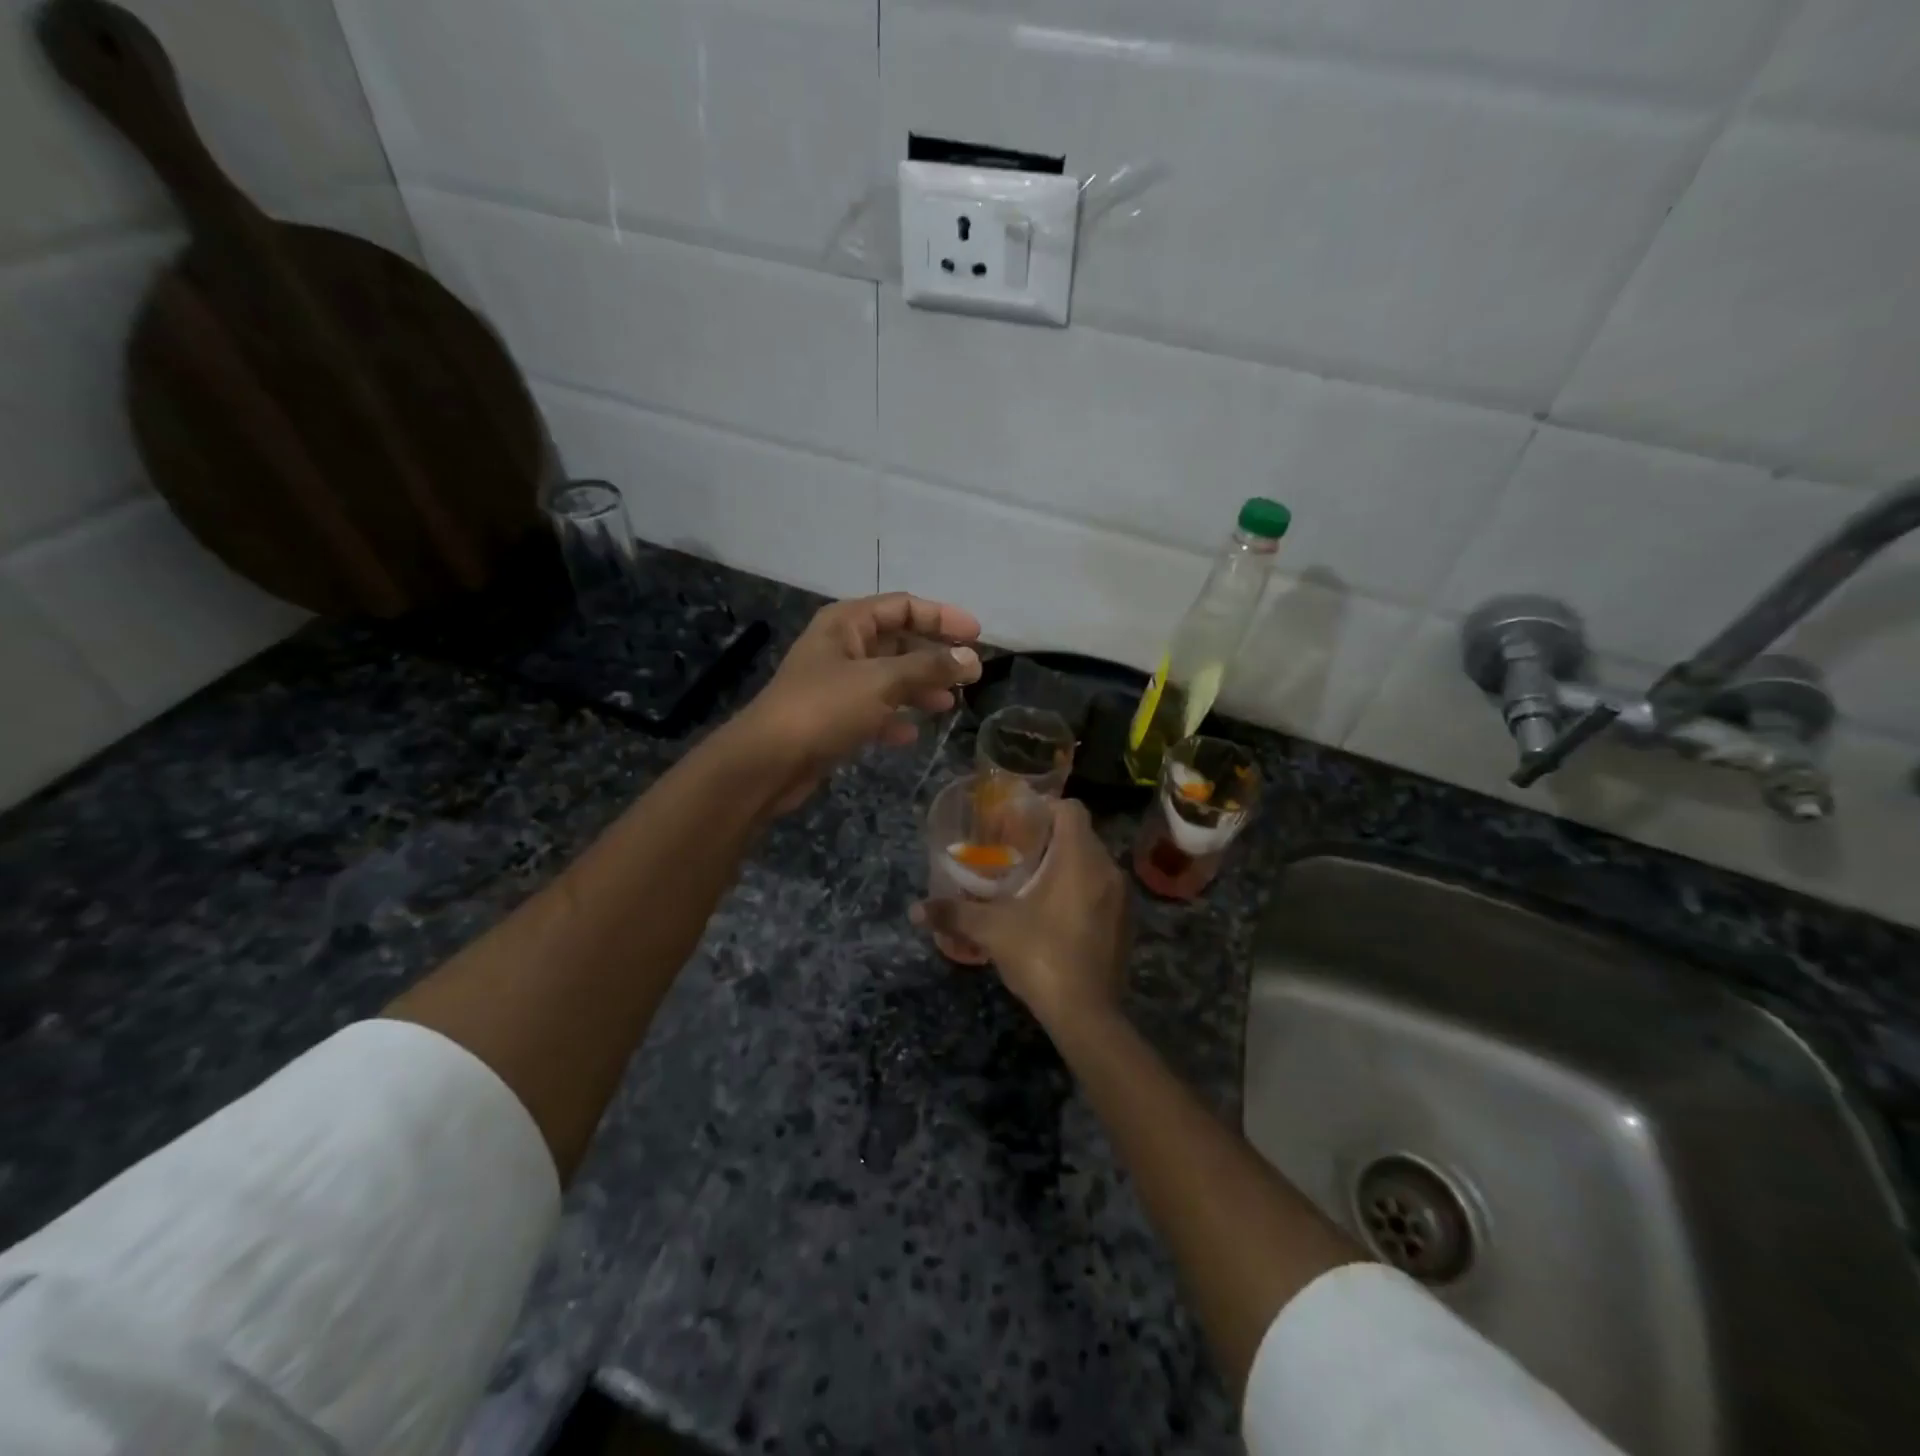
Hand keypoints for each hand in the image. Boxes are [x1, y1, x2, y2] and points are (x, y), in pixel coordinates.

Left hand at [731, 593, 982, 812]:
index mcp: (847, 623)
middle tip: (970, 675)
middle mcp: (841, 646)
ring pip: (888, 678)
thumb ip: (929, 668)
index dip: (942, 616)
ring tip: (948, 704)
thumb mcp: (881, 682)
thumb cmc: (824, 708)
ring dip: (918, 688)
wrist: (768, 762)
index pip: (903, 606)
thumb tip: (971, 658)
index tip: (977, 635)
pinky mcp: (832, 717)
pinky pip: (872, 710)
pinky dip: (893, 718)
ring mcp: (835, 683)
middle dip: (933, 657)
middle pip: (898, 642)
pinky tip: (911, 734)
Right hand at [914, 799, 1130, 1032]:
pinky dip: (1080, 890)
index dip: (1044, 808)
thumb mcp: (992, 930)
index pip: (1071, 809)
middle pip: (1081, 835)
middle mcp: (1107, 870)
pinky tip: (1054, 913)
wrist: (1087, 1014)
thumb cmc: (1041, 955)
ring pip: (1092, 864)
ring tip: (1031, 882)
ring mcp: (1121, 899)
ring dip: (1066, 865)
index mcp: (1080, 858)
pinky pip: (1102, 890)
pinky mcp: (1125, 924)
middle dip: (1049, 838)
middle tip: (1016, 852)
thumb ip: (954, 913)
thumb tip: (915, 910)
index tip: (1017, 822)